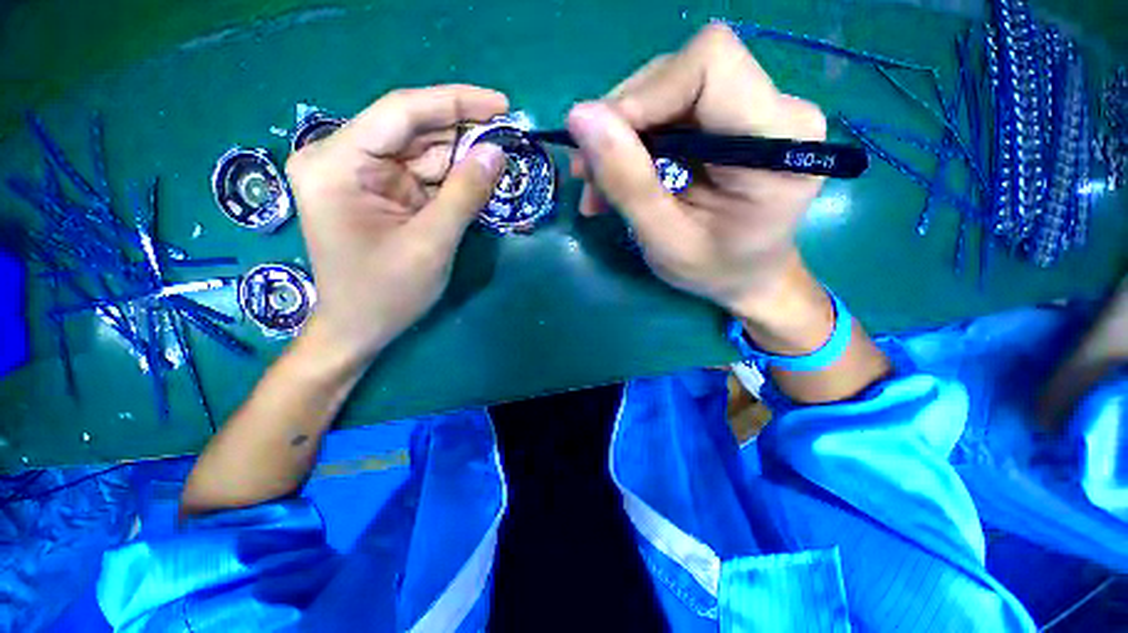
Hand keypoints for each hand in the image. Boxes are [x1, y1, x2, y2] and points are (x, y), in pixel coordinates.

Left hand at [286, 85, 506, 363]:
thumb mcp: (430, 244)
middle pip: (413, 130)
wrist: (359, 328)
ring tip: (503, 160)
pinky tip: (481, 180)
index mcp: (337, 163)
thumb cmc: (385, 293)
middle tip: (511, 138)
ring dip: (463, 158)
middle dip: (464, 134)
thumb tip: (497, 153)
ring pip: (422, 153)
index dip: (456, 103)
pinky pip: (423, 176)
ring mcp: (361, 176)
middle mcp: (342, 158)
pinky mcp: (380, 193)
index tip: (503, 104)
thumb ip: (464, 195)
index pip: (401, 112)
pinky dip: (453, 179)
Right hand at [567, 24, 826, 326]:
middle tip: (589, 176)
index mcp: (777, 143)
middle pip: (681, 73)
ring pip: (667, 88)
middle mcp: (776, 109)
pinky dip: (633, 142)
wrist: (748, 275)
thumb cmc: (715, 270)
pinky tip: (617, 178)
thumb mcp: (665, 241)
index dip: (644, 94)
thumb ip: (628, 183)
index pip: (709, 65)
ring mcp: (756, 107)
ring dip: (621, 136)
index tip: (598, 143)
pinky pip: (669, 110)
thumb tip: (580, 118)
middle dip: (622, 122)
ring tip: (598, 188)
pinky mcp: (732, 116)